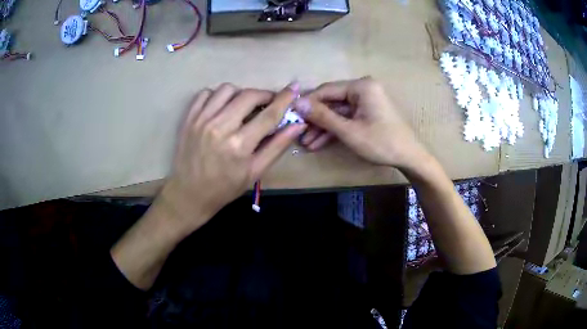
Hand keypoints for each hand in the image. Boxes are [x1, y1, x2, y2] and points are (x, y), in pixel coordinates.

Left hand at [158, 82, 306, 231]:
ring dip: (240, 94)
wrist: (189, 193)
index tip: (293, 89)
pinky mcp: (189, 118)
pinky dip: (217, 96)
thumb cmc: (225, 187)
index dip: (284, 100)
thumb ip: (277, 146)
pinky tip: (221, 108)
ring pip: (227, 89)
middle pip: (248, 95)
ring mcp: (201, 120)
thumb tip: (298, 125)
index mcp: (239, 145)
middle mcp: (220, 127)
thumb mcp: (255, 172)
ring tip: (242, 106)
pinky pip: (205, 93)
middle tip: (267, 103)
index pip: (268, 115)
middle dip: (264, 95)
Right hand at [294, 77, 427, 170]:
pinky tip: (319, 143)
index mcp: (361, 86)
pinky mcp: (367, 112)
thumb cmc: (381, 142)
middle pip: (331, 101)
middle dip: (315, 120)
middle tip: (298, 133)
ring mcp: (365, 101)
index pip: (326, 90)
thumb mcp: (349, 131)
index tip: (290, 115)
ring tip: (306, 143)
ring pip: (337, 112)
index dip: (307, 103)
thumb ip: (323, 116)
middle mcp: (363, 89)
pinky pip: (347, 118)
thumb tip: (297, 103)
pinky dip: (335, 129)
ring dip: (323, 127)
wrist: (409, 157)